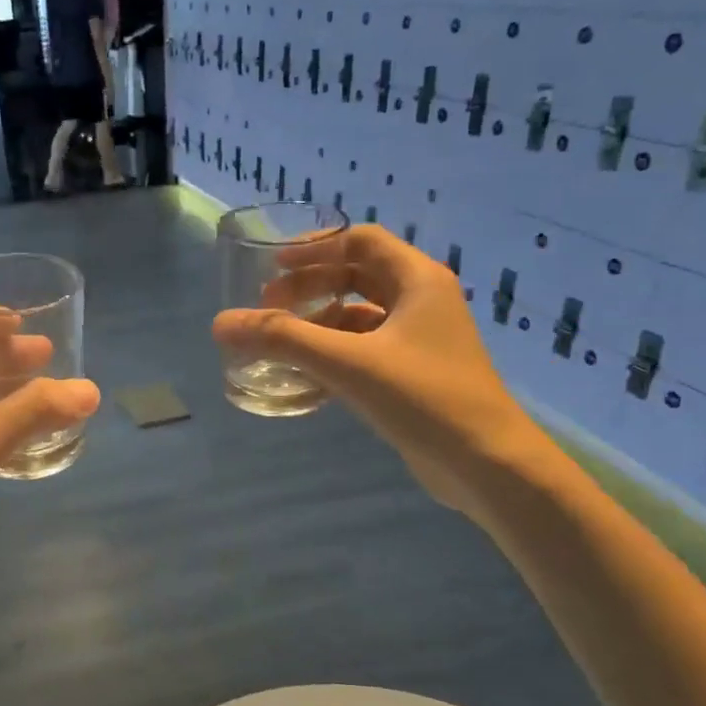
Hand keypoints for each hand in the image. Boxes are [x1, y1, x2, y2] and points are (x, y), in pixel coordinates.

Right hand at [213, 225, 545, 520]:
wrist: (485, 463)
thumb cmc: (423, 398)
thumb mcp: (347, 363)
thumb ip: (282, 340)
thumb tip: (220, 323)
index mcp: (417, 280)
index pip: (360, 242)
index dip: (314, 249)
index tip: (271, 266)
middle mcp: (422, 302)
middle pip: (357, 277)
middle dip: (310, 287)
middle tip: (268, 306)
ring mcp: (420, 341)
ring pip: (360, 318)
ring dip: (319, 324)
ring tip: (279, 343)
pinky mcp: (414, 376)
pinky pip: (365, 352)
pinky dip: (333, 355)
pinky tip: (304, 377)